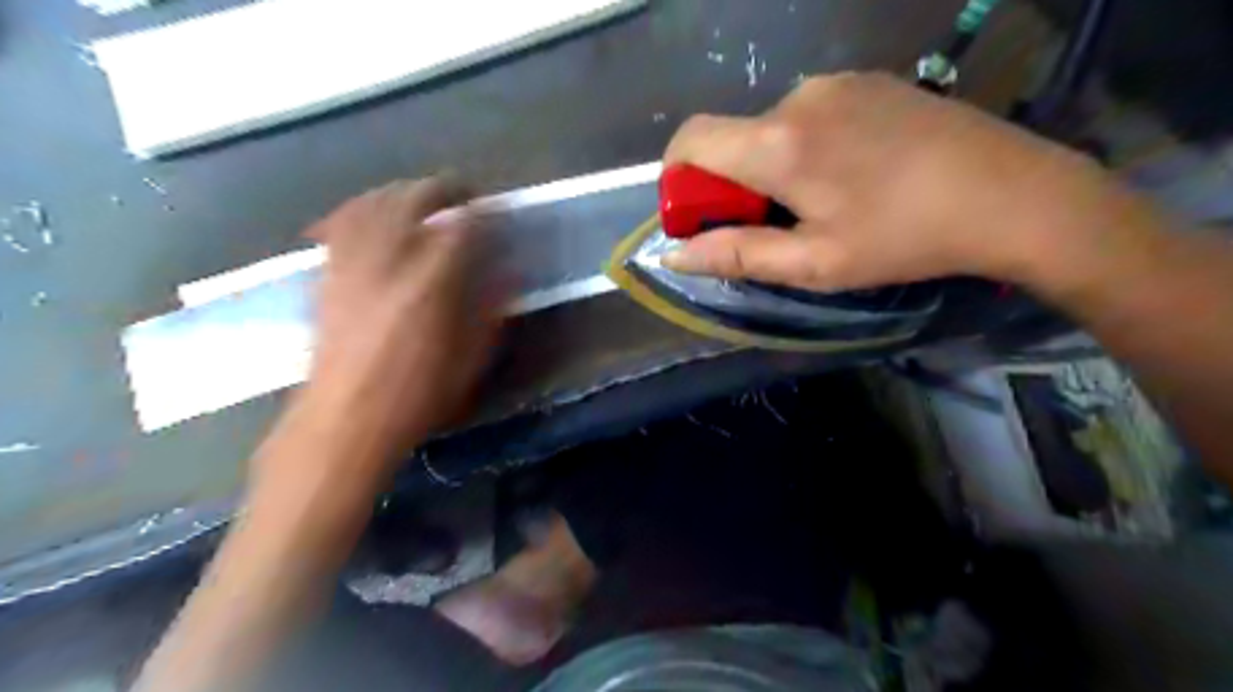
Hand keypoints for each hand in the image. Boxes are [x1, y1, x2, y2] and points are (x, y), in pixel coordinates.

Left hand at [293, 179, 497, 474]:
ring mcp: (353, 261)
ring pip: (376, 201)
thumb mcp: (472, 358)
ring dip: (403, 191)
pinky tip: (372, 210)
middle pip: (416, 198)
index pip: (462, 224)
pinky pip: (342, 220)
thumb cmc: (419, 394)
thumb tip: (510, 273)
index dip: (482, 212)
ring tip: (422, 197)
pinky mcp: (328, 271)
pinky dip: (362, 206)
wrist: (346, 418)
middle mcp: (390, 259)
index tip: (495, 212)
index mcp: (432, 282)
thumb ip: (492, 309)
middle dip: (443, 190)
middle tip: (463, 196)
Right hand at [659, 72, 1150, 291]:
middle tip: (772, 225)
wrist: (1010, 193)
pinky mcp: (867, 80)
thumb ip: (736, 255)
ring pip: (770, 127)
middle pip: (732, 137)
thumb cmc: (902, 238)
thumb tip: (673, 255)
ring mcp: (837, 82)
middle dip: (731, 183)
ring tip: (820, 202)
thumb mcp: (813, 263)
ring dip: (771, 165)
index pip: (691, 139)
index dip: (678, 178)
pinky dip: (804, 145)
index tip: (699, 215)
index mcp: (778, 144)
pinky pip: (808, 113)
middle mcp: (797, 97)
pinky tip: (849, 173)